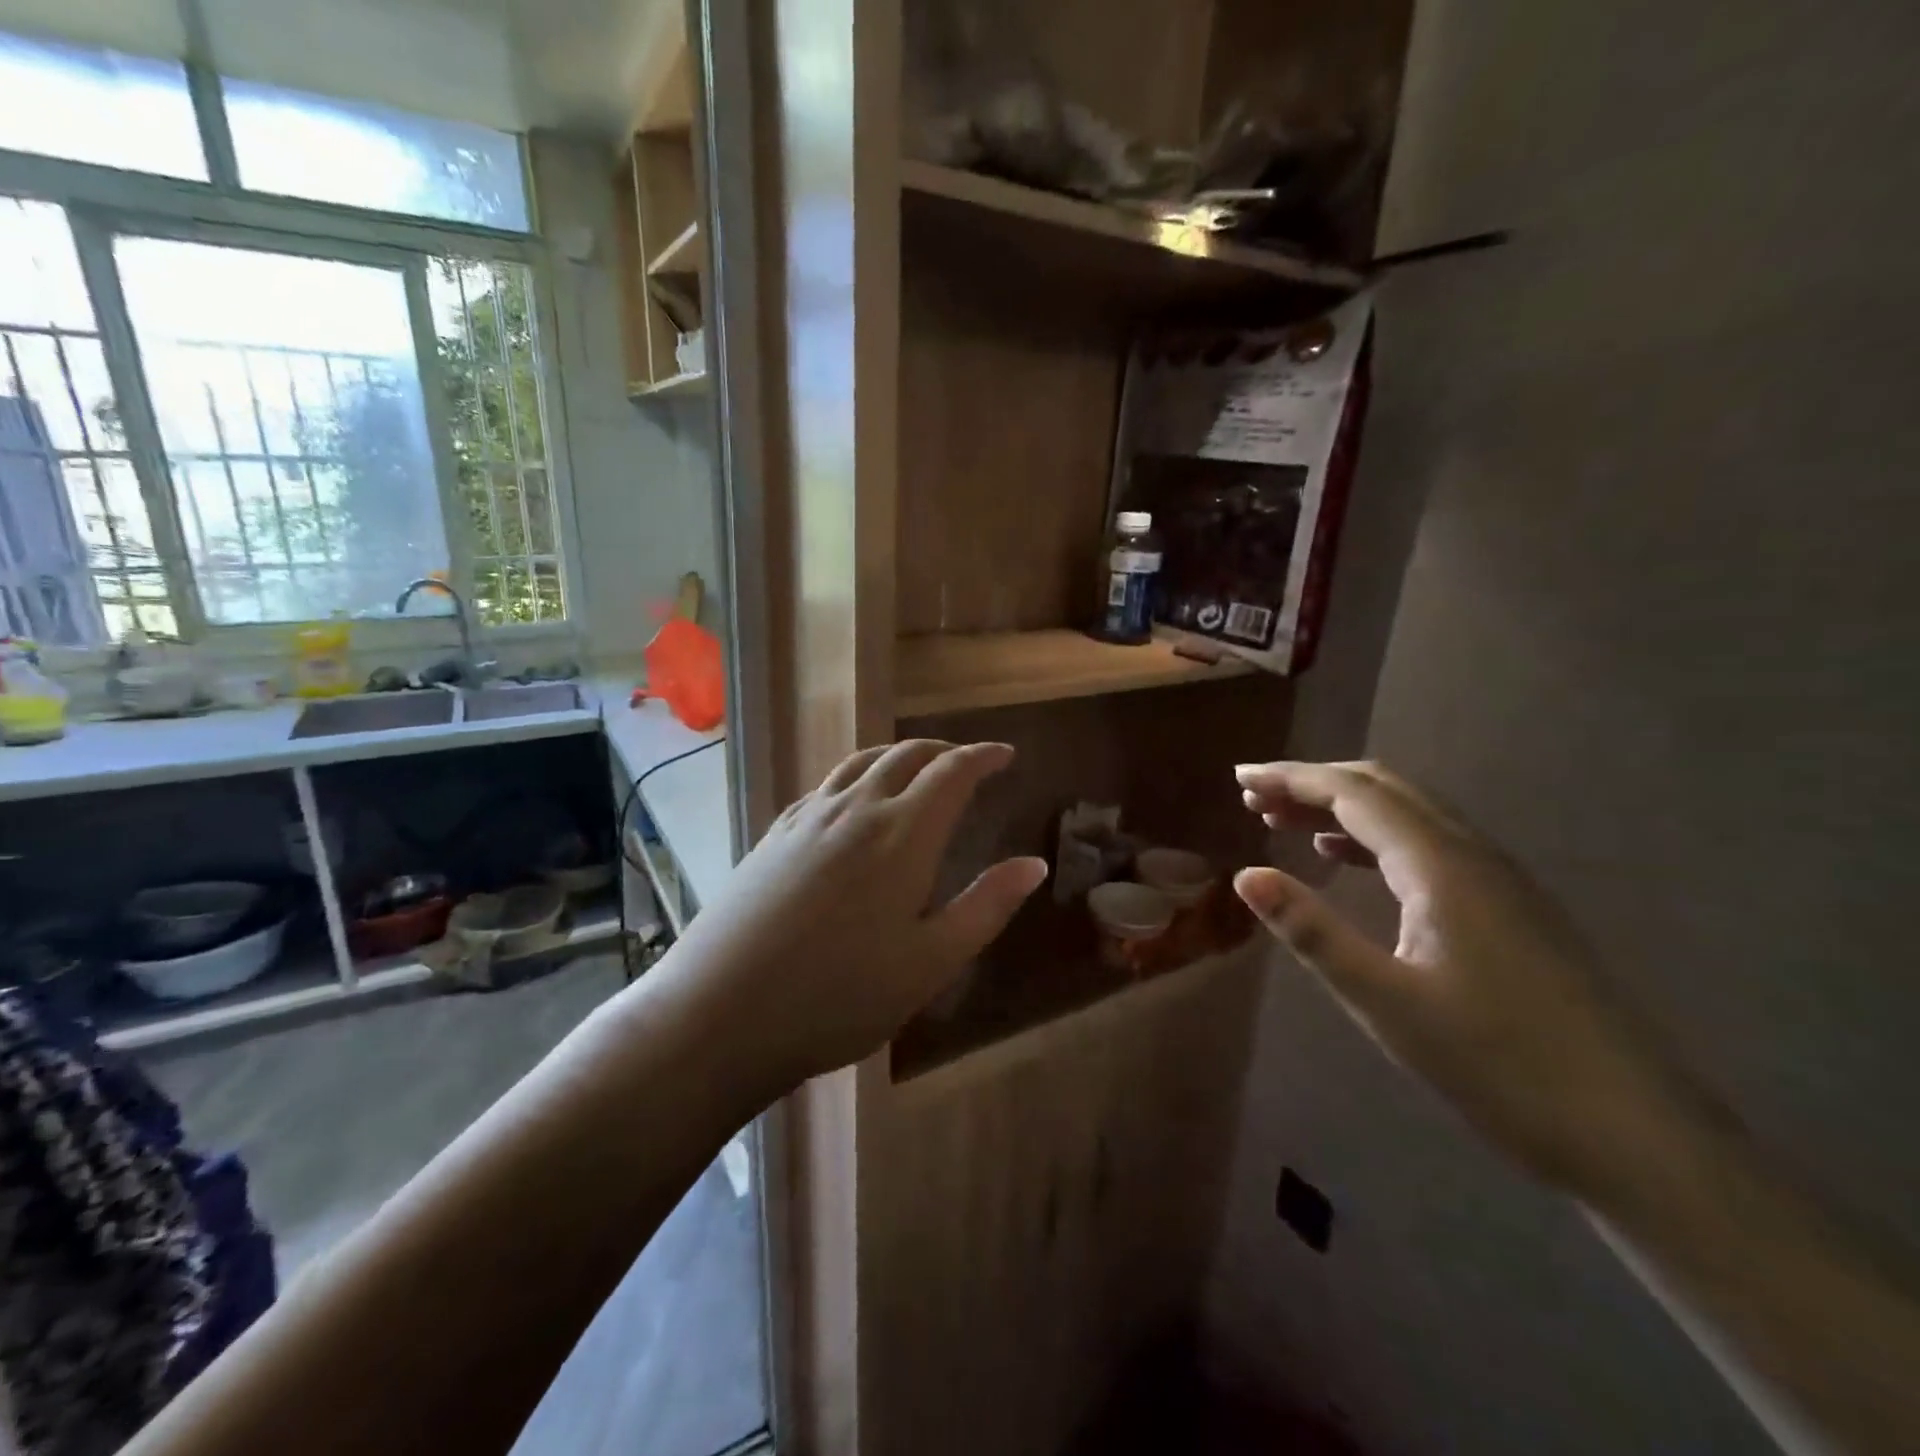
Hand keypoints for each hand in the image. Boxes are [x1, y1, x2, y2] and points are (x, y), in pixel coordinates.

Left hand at [663, 740, 1047, 1089]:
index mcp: (902, 834)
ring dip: (898, 755)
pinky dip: (856, 776)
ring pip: (861, 762)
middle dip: (944, 751)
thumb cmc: (840, 996)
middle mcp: (855, 810)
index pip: (951, 772)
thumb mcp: (930, 962)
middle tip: (968, 763)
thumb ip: (986, 907)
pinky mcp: (774, 834)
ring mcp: (808, 819)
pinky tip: (853, 801)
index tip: (1005, 755)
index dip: (983, 757)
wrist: (721, 1011)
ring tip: (917, 768)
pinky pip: (826, 785)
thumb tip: (1034, 864)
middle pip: (906, 755)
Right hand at [1233, 760, 1702, 1192]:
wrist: (1636, 1135)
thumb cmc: (1498, 1065)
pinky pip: (1427, 844)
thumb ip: (1311, 931)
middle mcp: (1472, 854)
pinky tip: (1345, 861)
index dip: (1291, 778)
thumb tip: (1245, 875)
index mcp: (1441, 865)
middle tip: (1253, 797)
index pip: (1353, 794)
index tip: (1239, 779)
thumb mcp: (1385, 1001)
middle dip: (1312, 783)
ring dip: (1342, 808)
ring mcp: (1498, 880)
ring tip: (1284, 822)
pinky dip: (1374, 838)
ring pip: (1407, 814)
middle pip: (1383, 789)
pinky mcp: (1509, 908)